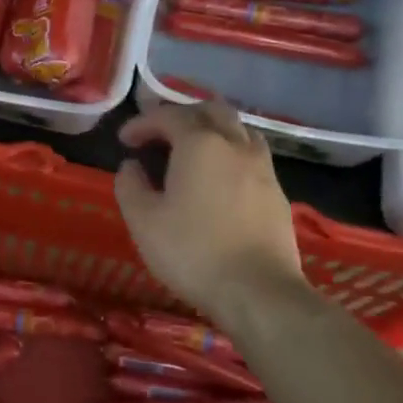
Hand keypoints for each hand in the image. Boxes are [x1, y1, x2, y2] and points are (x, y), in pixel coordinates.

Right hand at [114, 89, 303, 317]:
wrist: (259, 292)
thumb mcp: (143, 220)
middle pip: (211, 110)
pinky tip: (221, 179)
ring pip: (238, 129)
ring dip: (213, 131)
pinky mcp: (278, 193)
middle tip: (161, 136)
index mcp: (199, 144)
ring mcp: (262, 168)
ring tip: (194, 152)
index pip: (167, 116)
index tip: (124, 141)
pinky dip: (231, 154)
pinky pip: (252, 156)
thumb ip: (130, 185)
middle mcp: (234, 145)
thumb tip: (132, 166)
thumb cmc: (192, 251)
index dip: (142, 123)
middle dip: (182, 115)